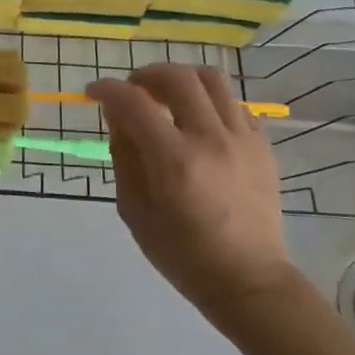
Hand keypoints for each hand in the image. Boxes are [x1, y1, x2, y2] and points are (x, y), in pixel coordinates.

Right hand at [86, 64, 293, 317]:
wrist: (248, 280)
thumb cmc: (181, 253)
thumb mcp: (134, 210)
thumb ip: (124, 156)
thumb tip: (118, 116)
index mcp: (174, 160)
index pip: (133, 102)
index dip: (106, 89)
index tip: (92, 93)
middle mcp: (211, 139)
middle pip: (177, 77)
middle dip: (144, 75)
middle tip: (131, 91)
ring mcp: (242, 139)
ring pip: (211, 79)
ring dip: (180, 78)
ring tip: (165, 95)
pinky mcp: (262, 145)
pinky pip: (234, 102)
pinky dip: (208, 100)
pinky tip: (197, 120)